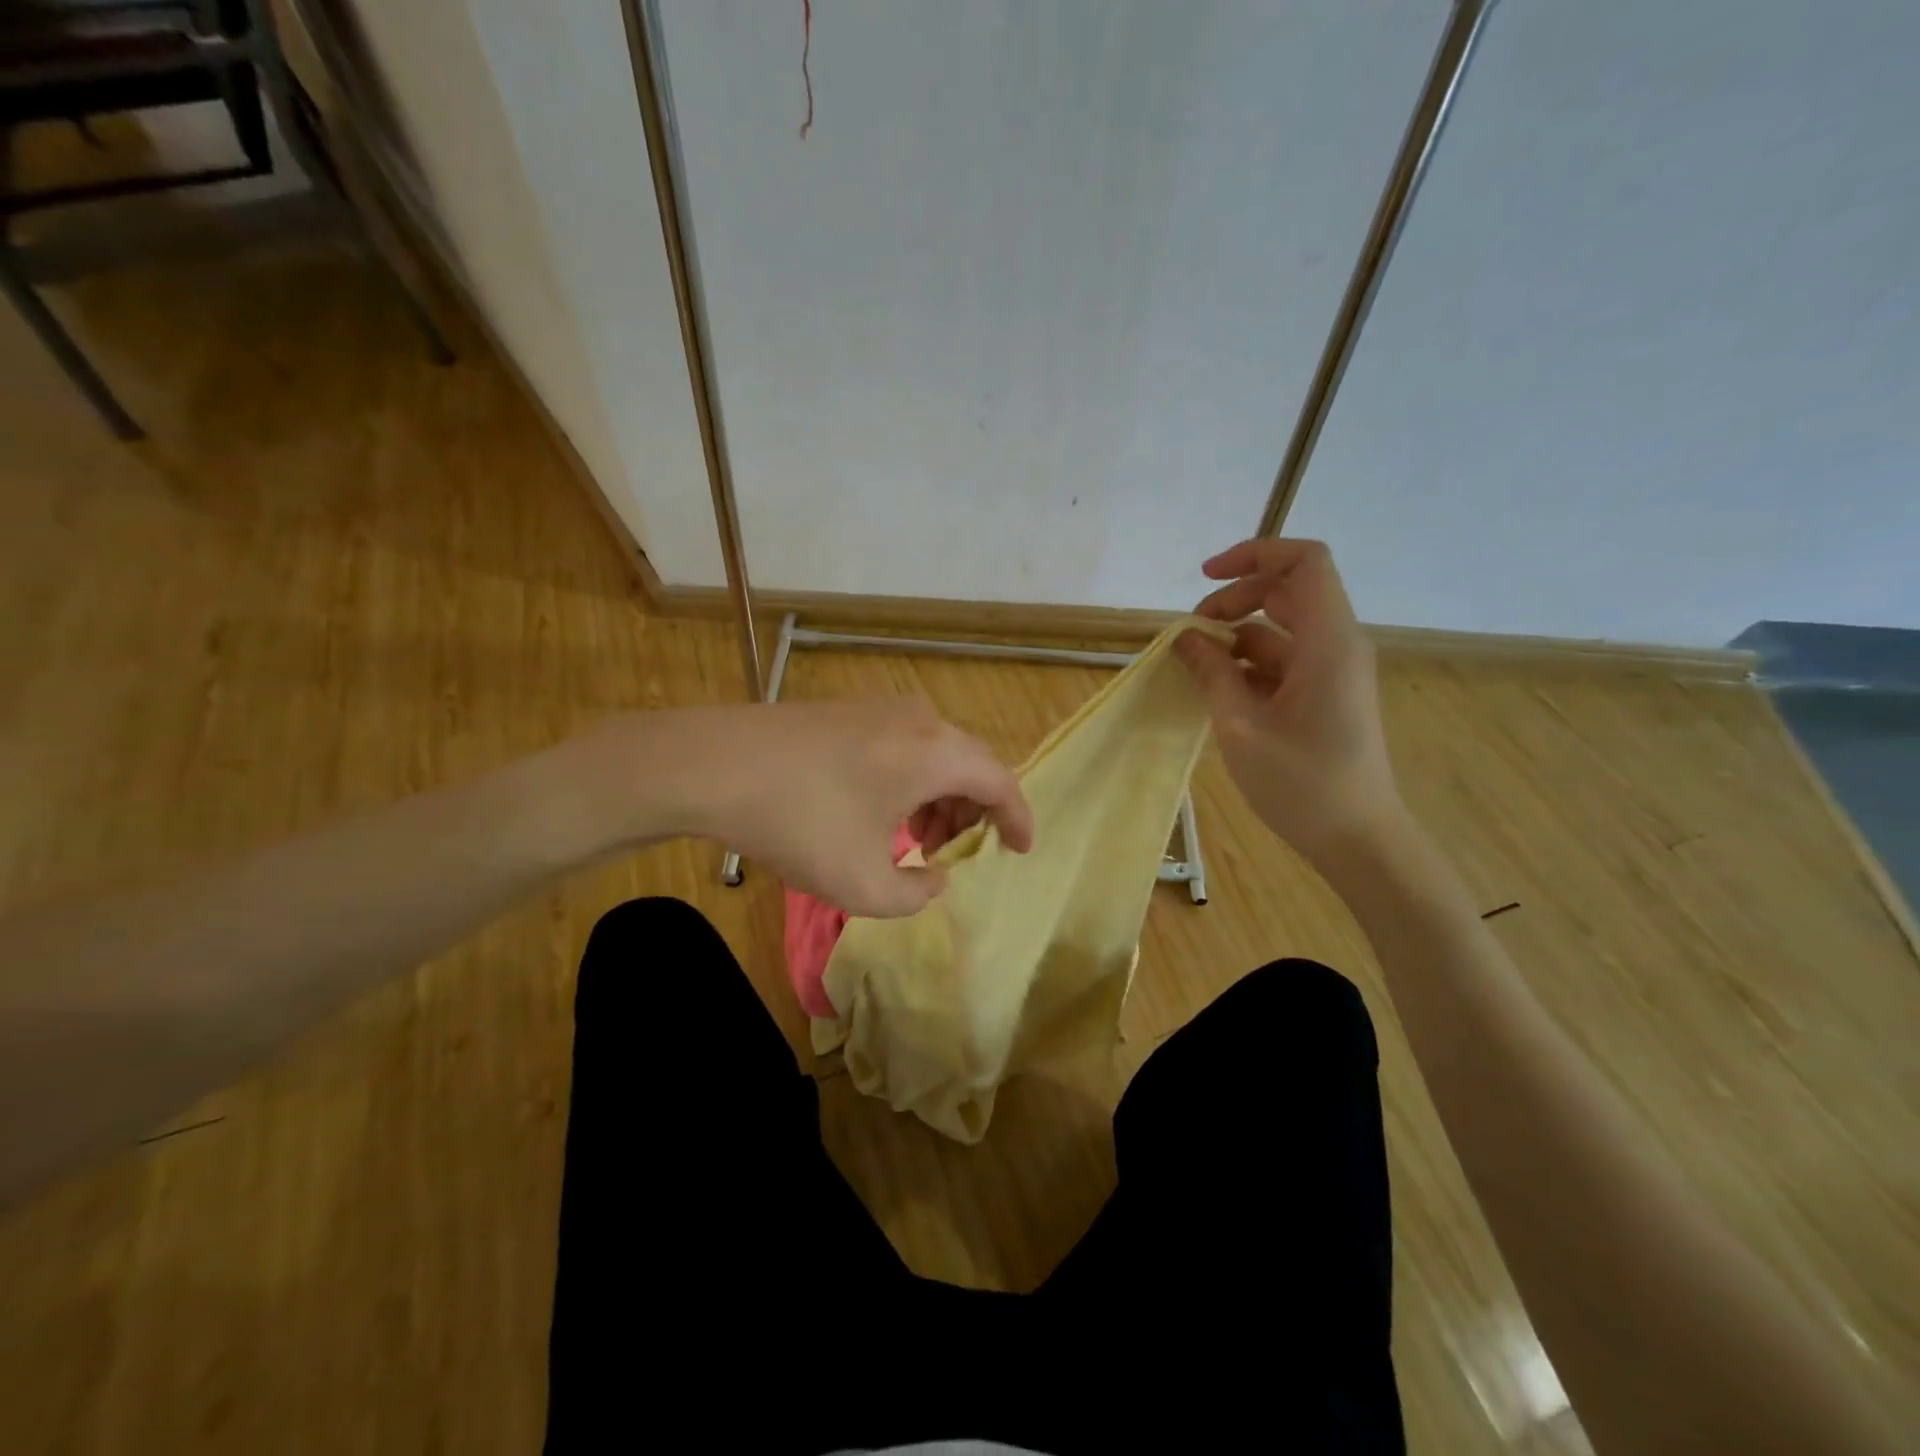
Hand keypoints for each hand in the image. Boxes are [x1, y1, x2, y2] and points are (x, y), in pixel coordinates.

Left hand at [633, 699, 1033, 917]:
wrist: (713, 764)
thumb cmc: (799, 822)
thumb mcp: (862, 884)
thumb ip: (915, 894)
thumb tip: (934, 878)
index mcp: (937, 753)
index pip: (1001, 783)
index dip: (1018, 820)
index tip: (1021, 850)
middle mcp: (919, 720)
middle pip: (970, 765)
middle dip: (972, 813)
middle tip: (955, 853)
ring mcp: (881, 709)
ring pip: (934, 754)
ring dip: (938, 798)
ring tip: (916, 840)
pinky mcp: (849, 710)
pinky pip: (903, 746)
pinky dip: (909, 781)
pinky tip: (879, 812)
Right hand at [1176, 538, 1406, 867]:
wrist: (1357, 839)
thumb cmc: (1301, 783)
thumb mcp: (1241, 725)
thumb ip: (1212, 672)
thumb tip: (1184, 637)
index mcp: (1328, 642)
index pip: (1304, 562)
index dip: (1254, 554)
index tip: (1205, 578)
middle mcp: (1337, 645)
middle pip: (1288, 591)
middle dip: (1234, 599)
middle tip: (1190, 633)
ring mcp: (1333, 671)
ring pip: (1282, 628)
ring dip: (1236, 634)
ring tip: (1194, 664)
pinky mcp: (1325, 695)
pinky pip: (1284, 660)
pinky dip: (1248, 663)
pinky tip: (1217, 687)